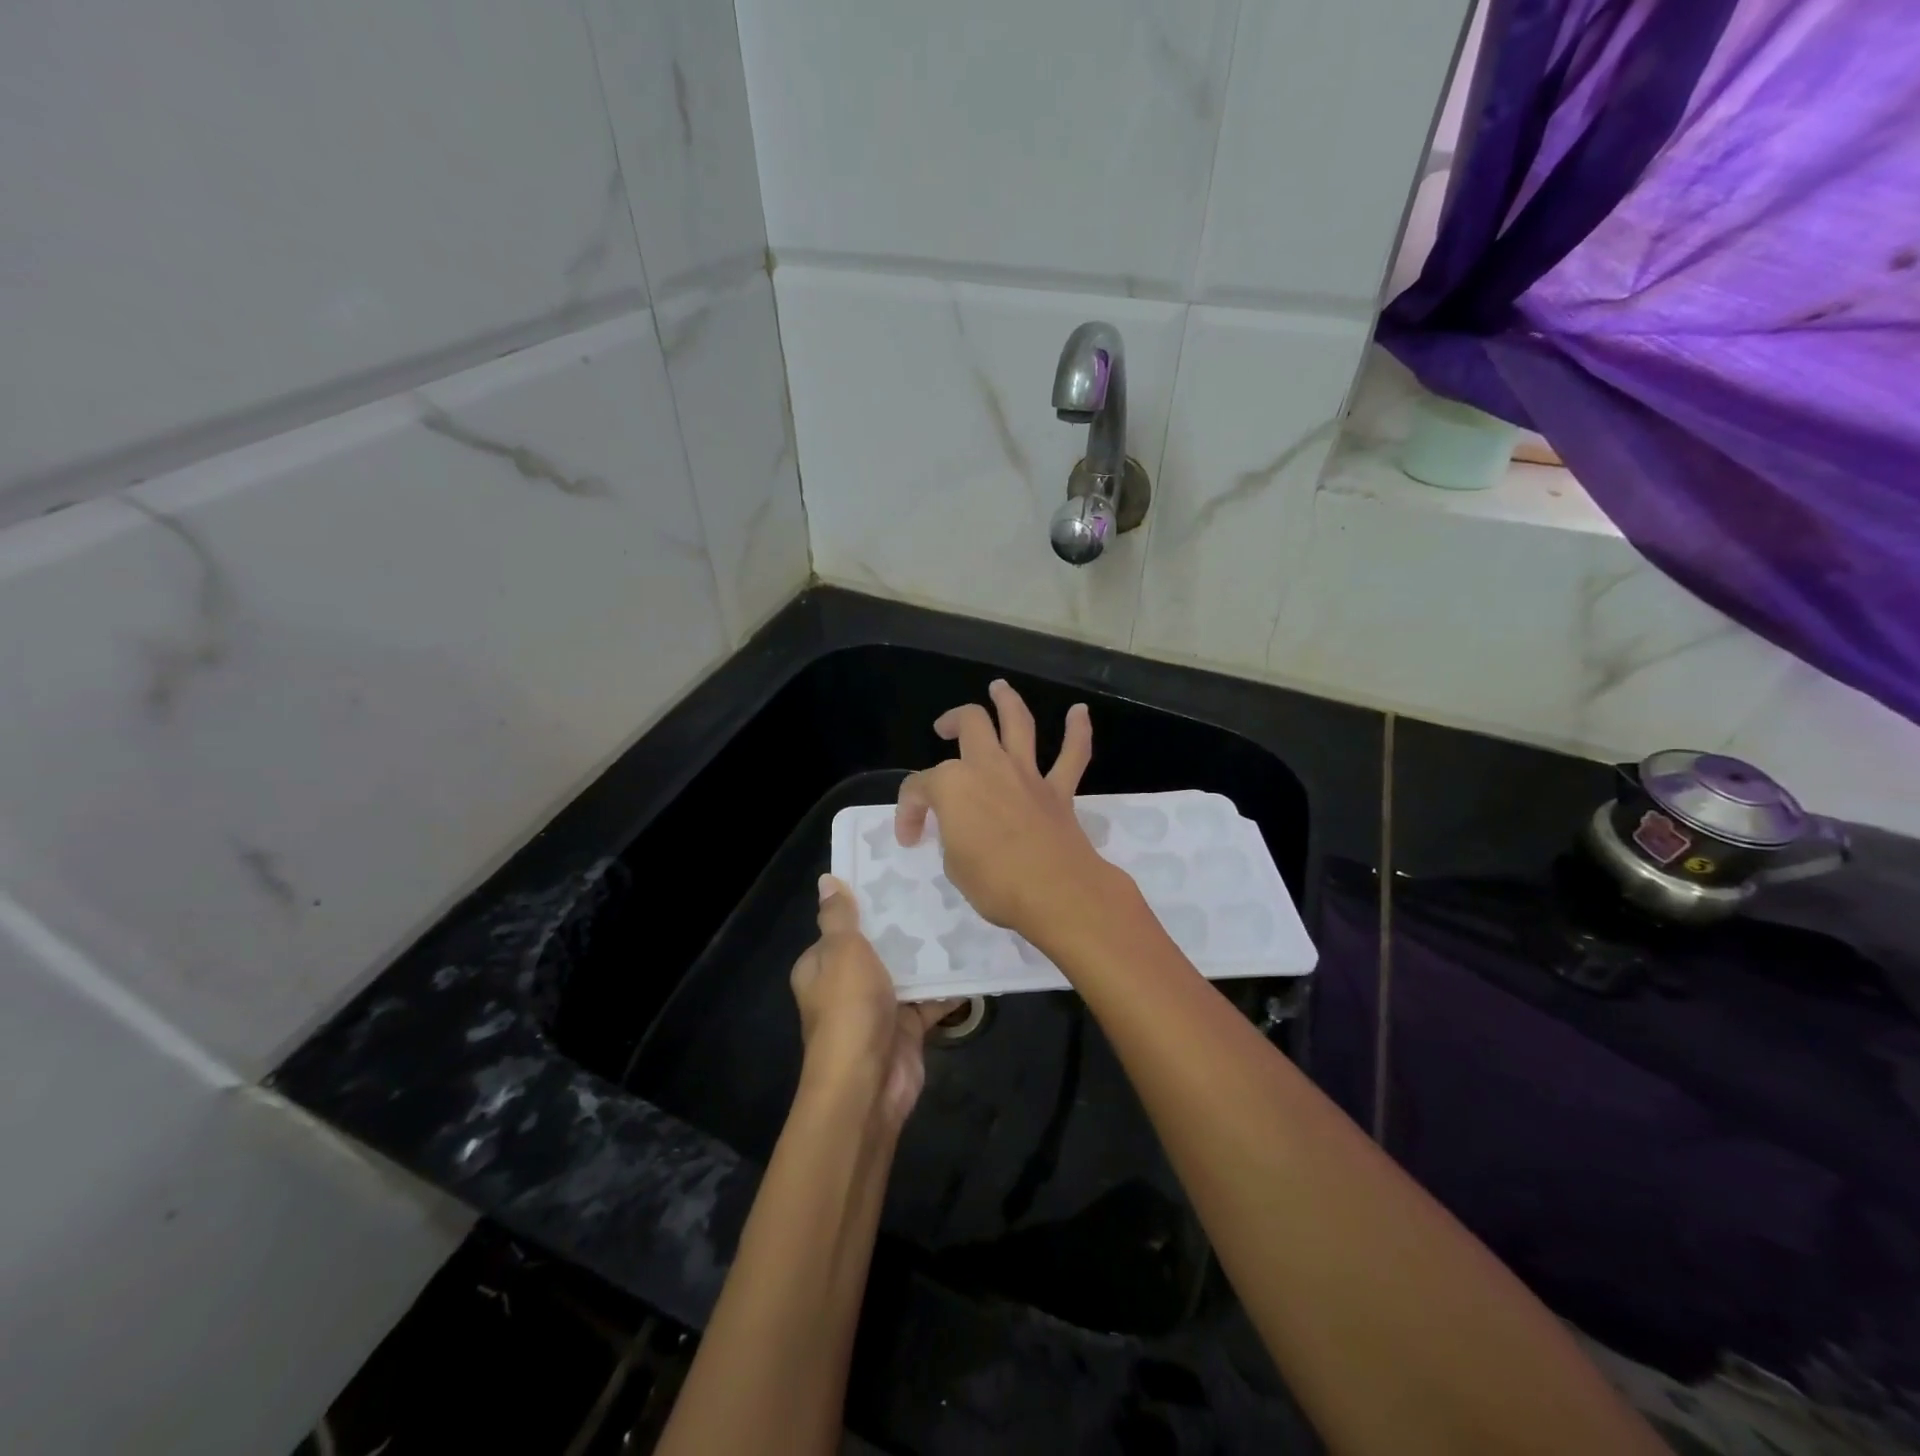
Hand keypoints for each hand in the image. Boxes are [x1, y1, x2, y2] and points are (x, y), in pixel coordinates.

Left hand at [790, 875, 955, 1129]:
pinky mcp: (906, 1027)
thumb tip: (826, 880)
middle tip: (937, 889)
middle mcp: (846, 985)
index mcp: (821, 966)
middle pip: (877, 947)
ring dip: (929, 954)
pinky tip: (974, 960)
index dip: (863, 903)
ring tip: (960, 916)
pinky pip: (930, 999)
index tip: (895, 875)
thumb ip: (839, 916)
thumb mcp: (842, 952)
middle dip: (903, 926)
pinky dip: (949, 986)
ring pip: (906, 972)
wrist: (868, 1084)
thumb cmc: (849, 1009)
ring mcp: (877, 1007)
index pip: (840, 926)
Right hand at [895, 680, 1113, 942]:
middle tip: (944, 728)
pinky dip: (1078, 731)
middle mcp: (988, 767)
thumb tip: (964, 831)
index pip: (920, 787)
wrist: (1056, 892)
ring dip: (1007, 701)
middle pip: (969, 724)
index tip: (910, 837)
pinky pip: (1072, 754)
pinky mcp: (1059, 790)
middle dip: (952, 721)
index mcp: (952, 786)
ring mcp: (1026, 775)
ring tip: (999, 688)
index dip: (908, 811)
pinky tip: (1079, 712)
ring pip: (1018, 723)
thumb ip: (954, 837)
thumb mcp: (954, 866)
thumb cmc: (994, 883)